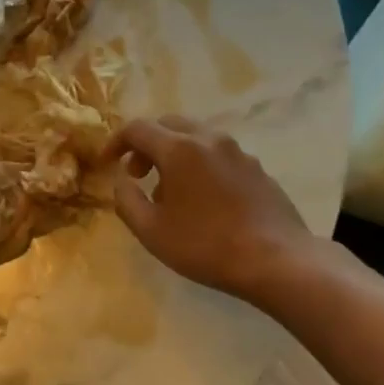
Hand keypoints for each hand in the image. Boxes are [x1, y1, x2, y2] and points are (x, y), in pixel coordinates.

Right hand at [108, 116, 311, 301]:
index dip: (116, 142)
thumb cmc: (206, 245)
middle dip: (146, 144)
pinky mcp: (257, 169)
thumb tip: (122, 180)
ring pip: (196, 137)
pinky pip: (218, 154)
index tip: (107, 163)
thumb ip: (126, 200)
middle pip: (168, 124)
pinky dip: (199, 164)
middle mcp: (209, 139)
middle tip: (137, 174)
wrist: (277, 260)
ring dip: (173, 154)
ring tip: (168, 191)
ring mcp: (238, 152)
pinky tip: (202, 200)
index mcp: (179, 149)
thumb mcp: (151, 231)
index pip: (138, 129)